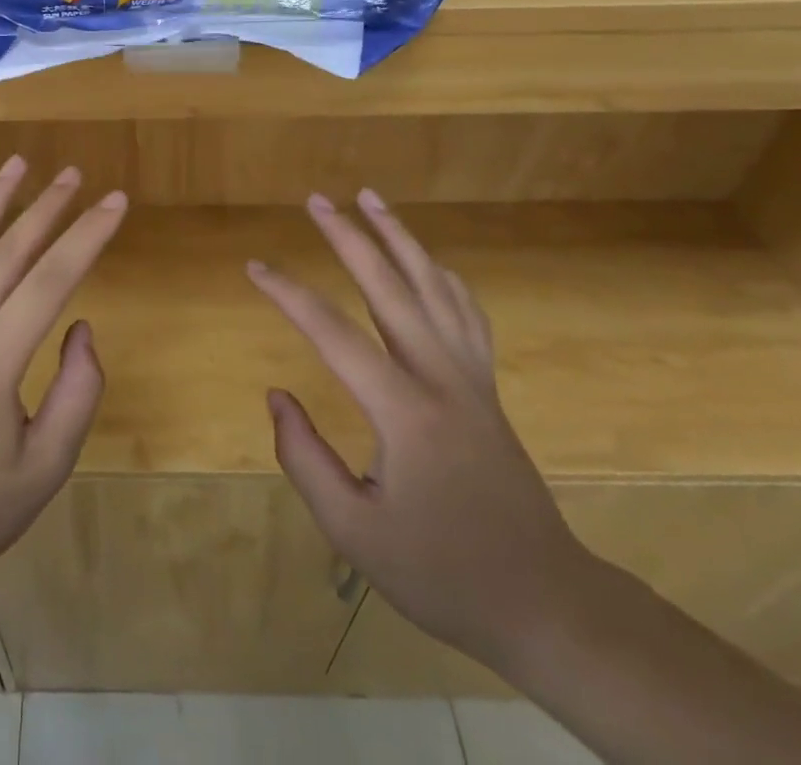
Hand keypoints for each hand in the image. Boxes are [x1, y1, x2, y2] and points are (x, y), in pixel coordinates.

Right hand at [249, 189, 595, 668]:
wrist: (546, 602)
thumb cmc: (442, 572)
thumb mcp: (356, 532)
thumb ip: (305, 460)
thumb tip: (277, 397)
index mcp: (404, 411)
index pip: (333, 333)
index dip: (288, 294)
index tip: (254, 267)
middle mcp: (441, 377)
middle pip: (390, 287)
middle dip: (349, 237)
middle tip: (317, 199)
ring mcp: (471, 377)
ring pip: (434, 286)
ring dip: (400, 237)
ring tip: (371, 198)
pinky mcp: (487, 387)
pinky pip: (466, 312)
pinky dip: (442, 275)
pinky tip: (427, 261)